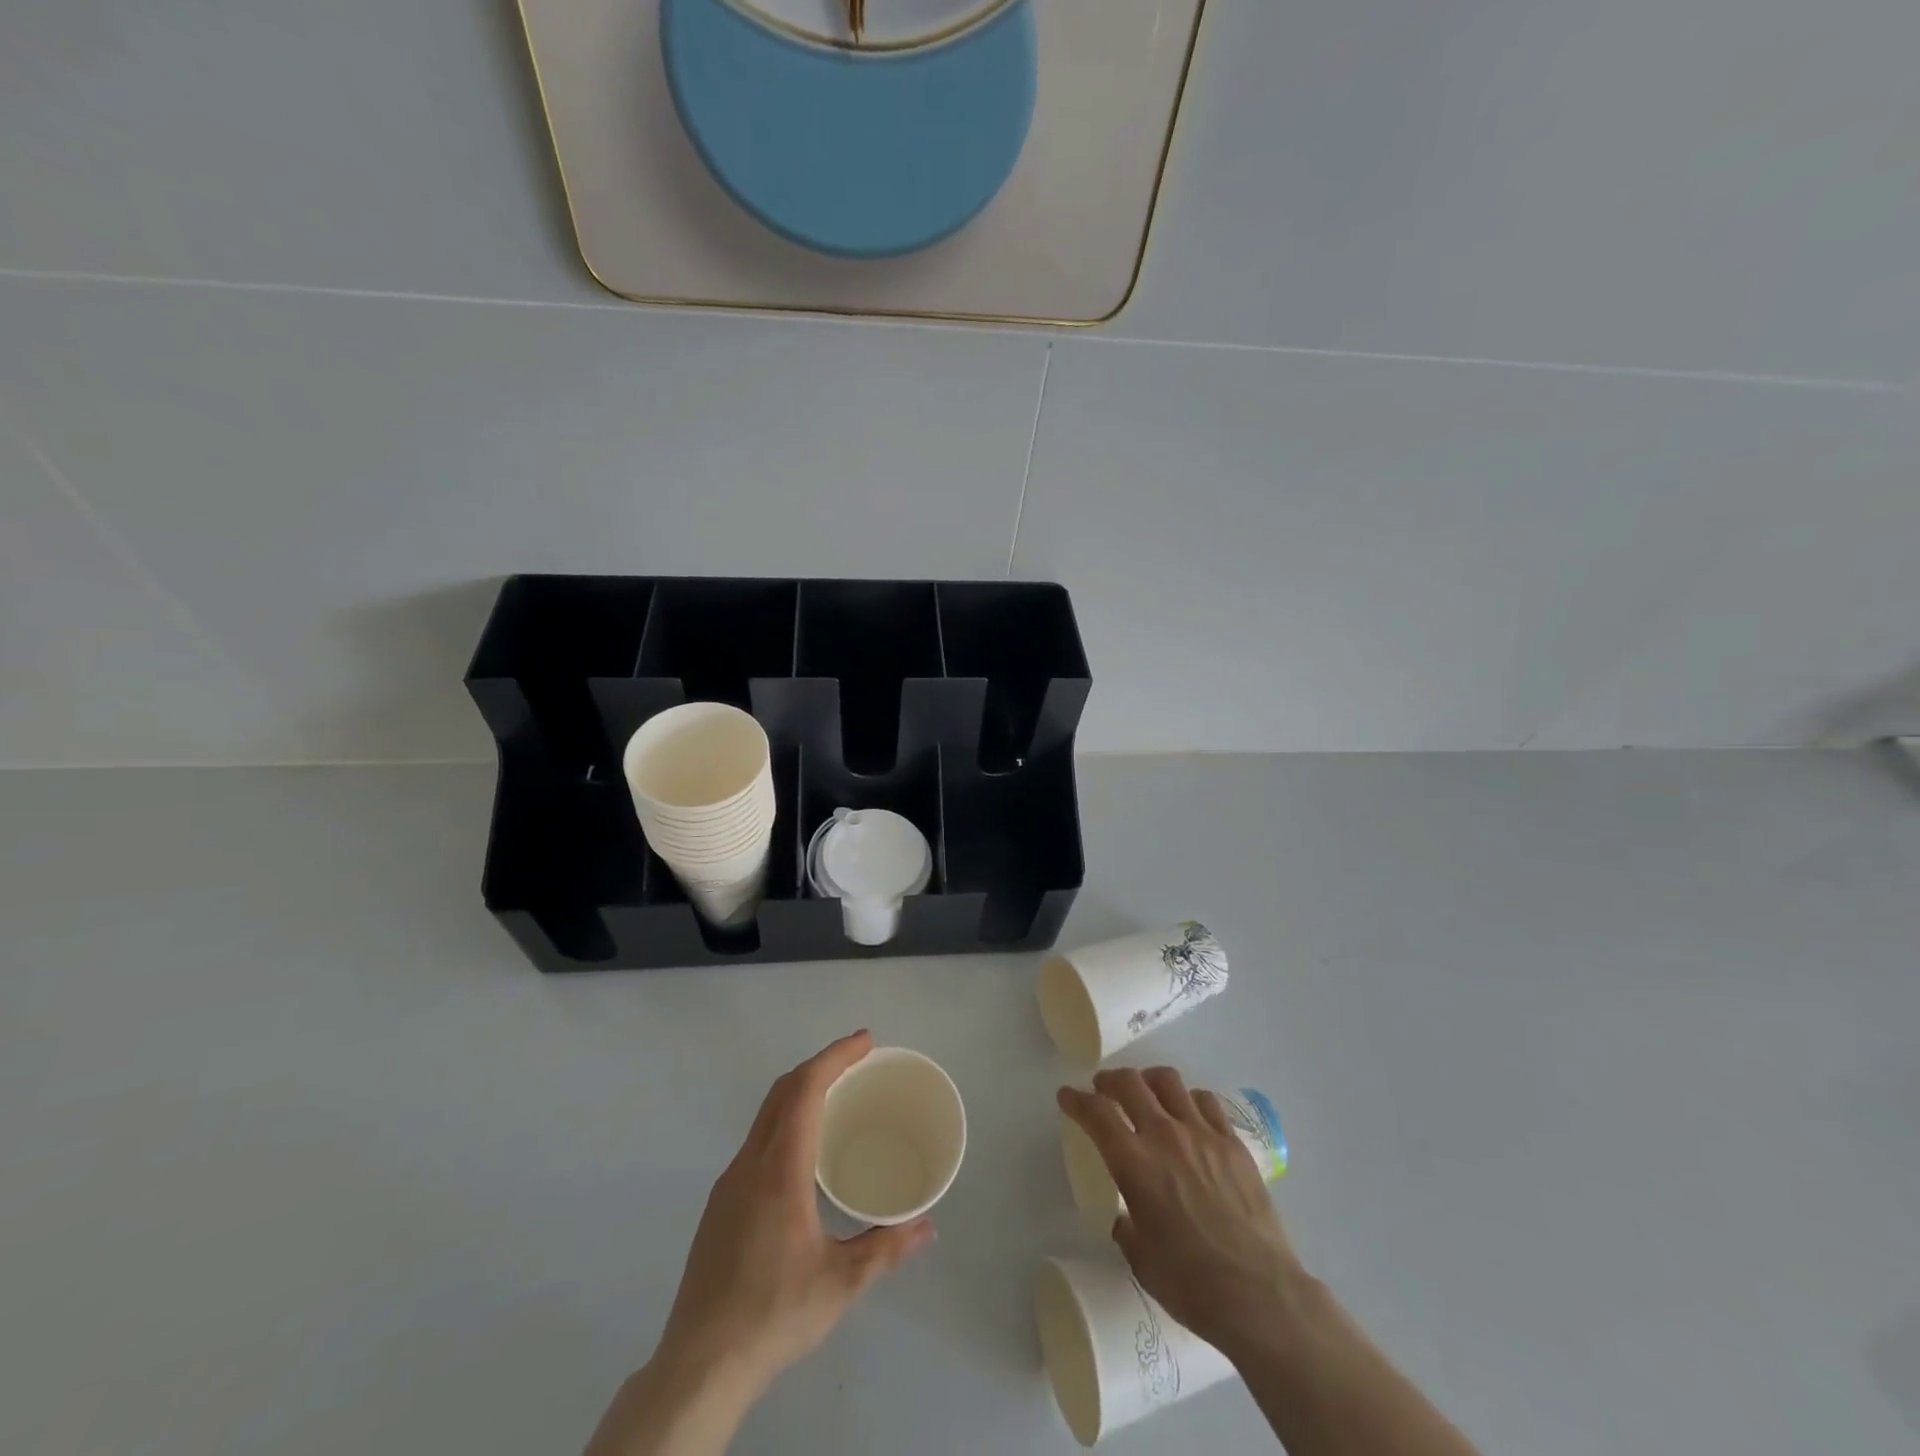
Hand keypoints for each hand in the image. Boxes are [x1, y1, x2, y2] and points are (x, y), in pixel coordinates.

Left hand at [588, 1032, 933, 1454]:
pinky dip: (786, 1120)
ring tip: (837, 1095)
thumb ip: (886, 1247)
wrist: (698, 1367)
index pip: (805, 1089)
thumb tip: (928, 1225)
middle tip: (859, 1059)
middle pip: (782, 1091)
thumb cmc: (774, 1314)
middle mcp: (750, 1163)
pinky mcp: (720, 1205)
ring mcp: (729, 1183)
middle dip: (821, 1064)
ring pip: (766, 1114)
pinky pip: (757, 1140)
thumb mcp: (841, 1283)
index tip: (866, 1041)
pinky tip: (804, 1151)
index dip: (836, 1056)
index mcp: (780, 1169)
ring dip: (801, 1091)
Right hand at [1059, 1067, 1303, 1358]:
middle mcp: (1165, 1136)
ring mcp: (1202, 1135)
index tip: (1067, 1096)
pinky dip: (1188, 1100)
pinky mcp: (1233, 1144)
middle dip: (1110, 1080)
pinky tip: (1189, 1115)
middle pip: (1130, 1083)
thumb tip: (1126, 1218)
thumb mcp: (1141, 1259)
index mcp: (1134, 1163)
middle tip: (1103, 1089)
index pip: (1096, 1113)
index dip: (1076, 1100)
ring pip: (1168, 1082)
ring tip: (1147, 1094)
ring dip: (1149, 1082)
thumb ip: (1127, 1227)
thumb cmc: (1191, 1284)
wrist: (1259, 1295)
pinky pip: (1206, 1102)